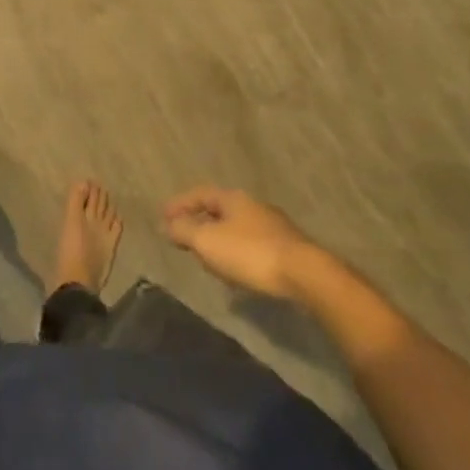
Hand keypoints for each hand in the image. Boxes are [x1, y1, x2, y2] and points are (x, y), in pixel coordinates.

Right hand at [162, 185, 320, 299]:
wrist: (306, 275)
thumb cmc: (250, 253)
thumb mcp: (208, 242)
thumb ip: (184, 231)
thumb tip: (166, 224)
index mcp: (232, 198)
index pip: (199, 194)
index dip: (179, 204)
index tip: (163, 217)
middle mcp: (252, 206)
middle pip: (218, 209)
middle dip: (199, 222)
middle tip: (183, 237)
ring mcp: (273, 226)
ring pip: (236, 228)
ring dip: (218, 240)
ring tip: (207, 257)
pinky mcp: (286, 249)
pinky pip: (251, 245)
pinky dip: (236, 253)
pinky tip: (236, 271)